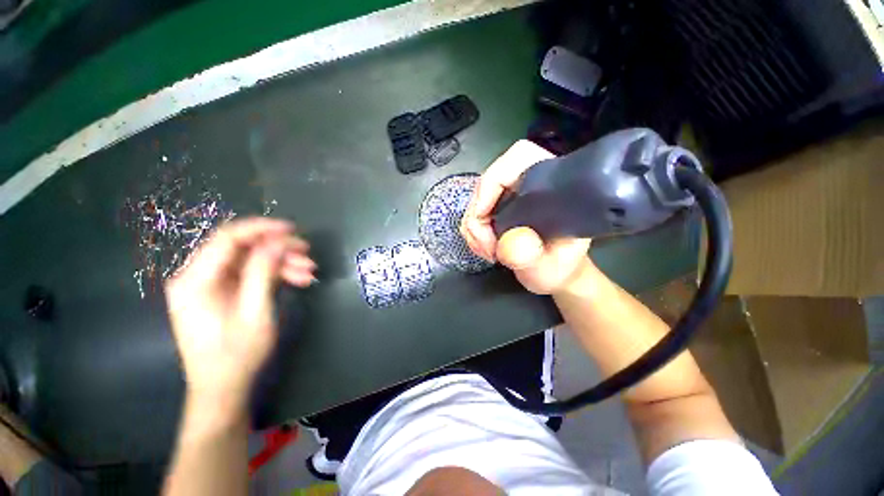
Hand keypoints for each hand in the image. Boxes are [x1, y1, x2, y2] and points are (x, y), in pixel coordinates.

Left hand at [165, 218, 315, 405]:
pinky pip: (250, 275)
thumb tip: (278, 242)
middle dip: (278, 250)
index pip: (227, 238)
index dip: (261, 229)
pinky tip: (297, 280)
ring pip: (250, 261)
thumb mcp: (255, 312)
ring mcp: (209, 285)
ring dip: (281, 263)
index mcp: (195, 280)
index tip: (292, 230)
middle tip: (308, 255)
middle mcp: (197, 277)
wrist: (223, 388)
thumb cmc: (237, 354)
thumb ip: (263, 272)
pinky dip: (274, 275)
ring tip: (309, 272)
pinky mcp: (221, 293)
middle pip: (241, 249)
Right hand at [461, 140, 591, 294]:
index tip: (483, 215)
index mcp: (553, 184)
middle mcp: (529, 183)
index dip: (493, 181)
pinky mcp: (498, 207)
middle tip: (488, 247)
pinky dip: (473, 232)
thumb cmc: (557, 267)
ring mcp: (510, 195)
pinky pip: (474, 212)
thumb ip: (532, 257)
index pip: (519, 158)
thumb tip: (511, 241)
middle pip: (488, 182)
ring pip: (477, 199)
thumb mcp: (549, 268)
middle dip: (479, 217)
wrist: (552, 271)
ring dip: (474, 228)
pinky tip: (484, 247)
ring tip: (488, 251)